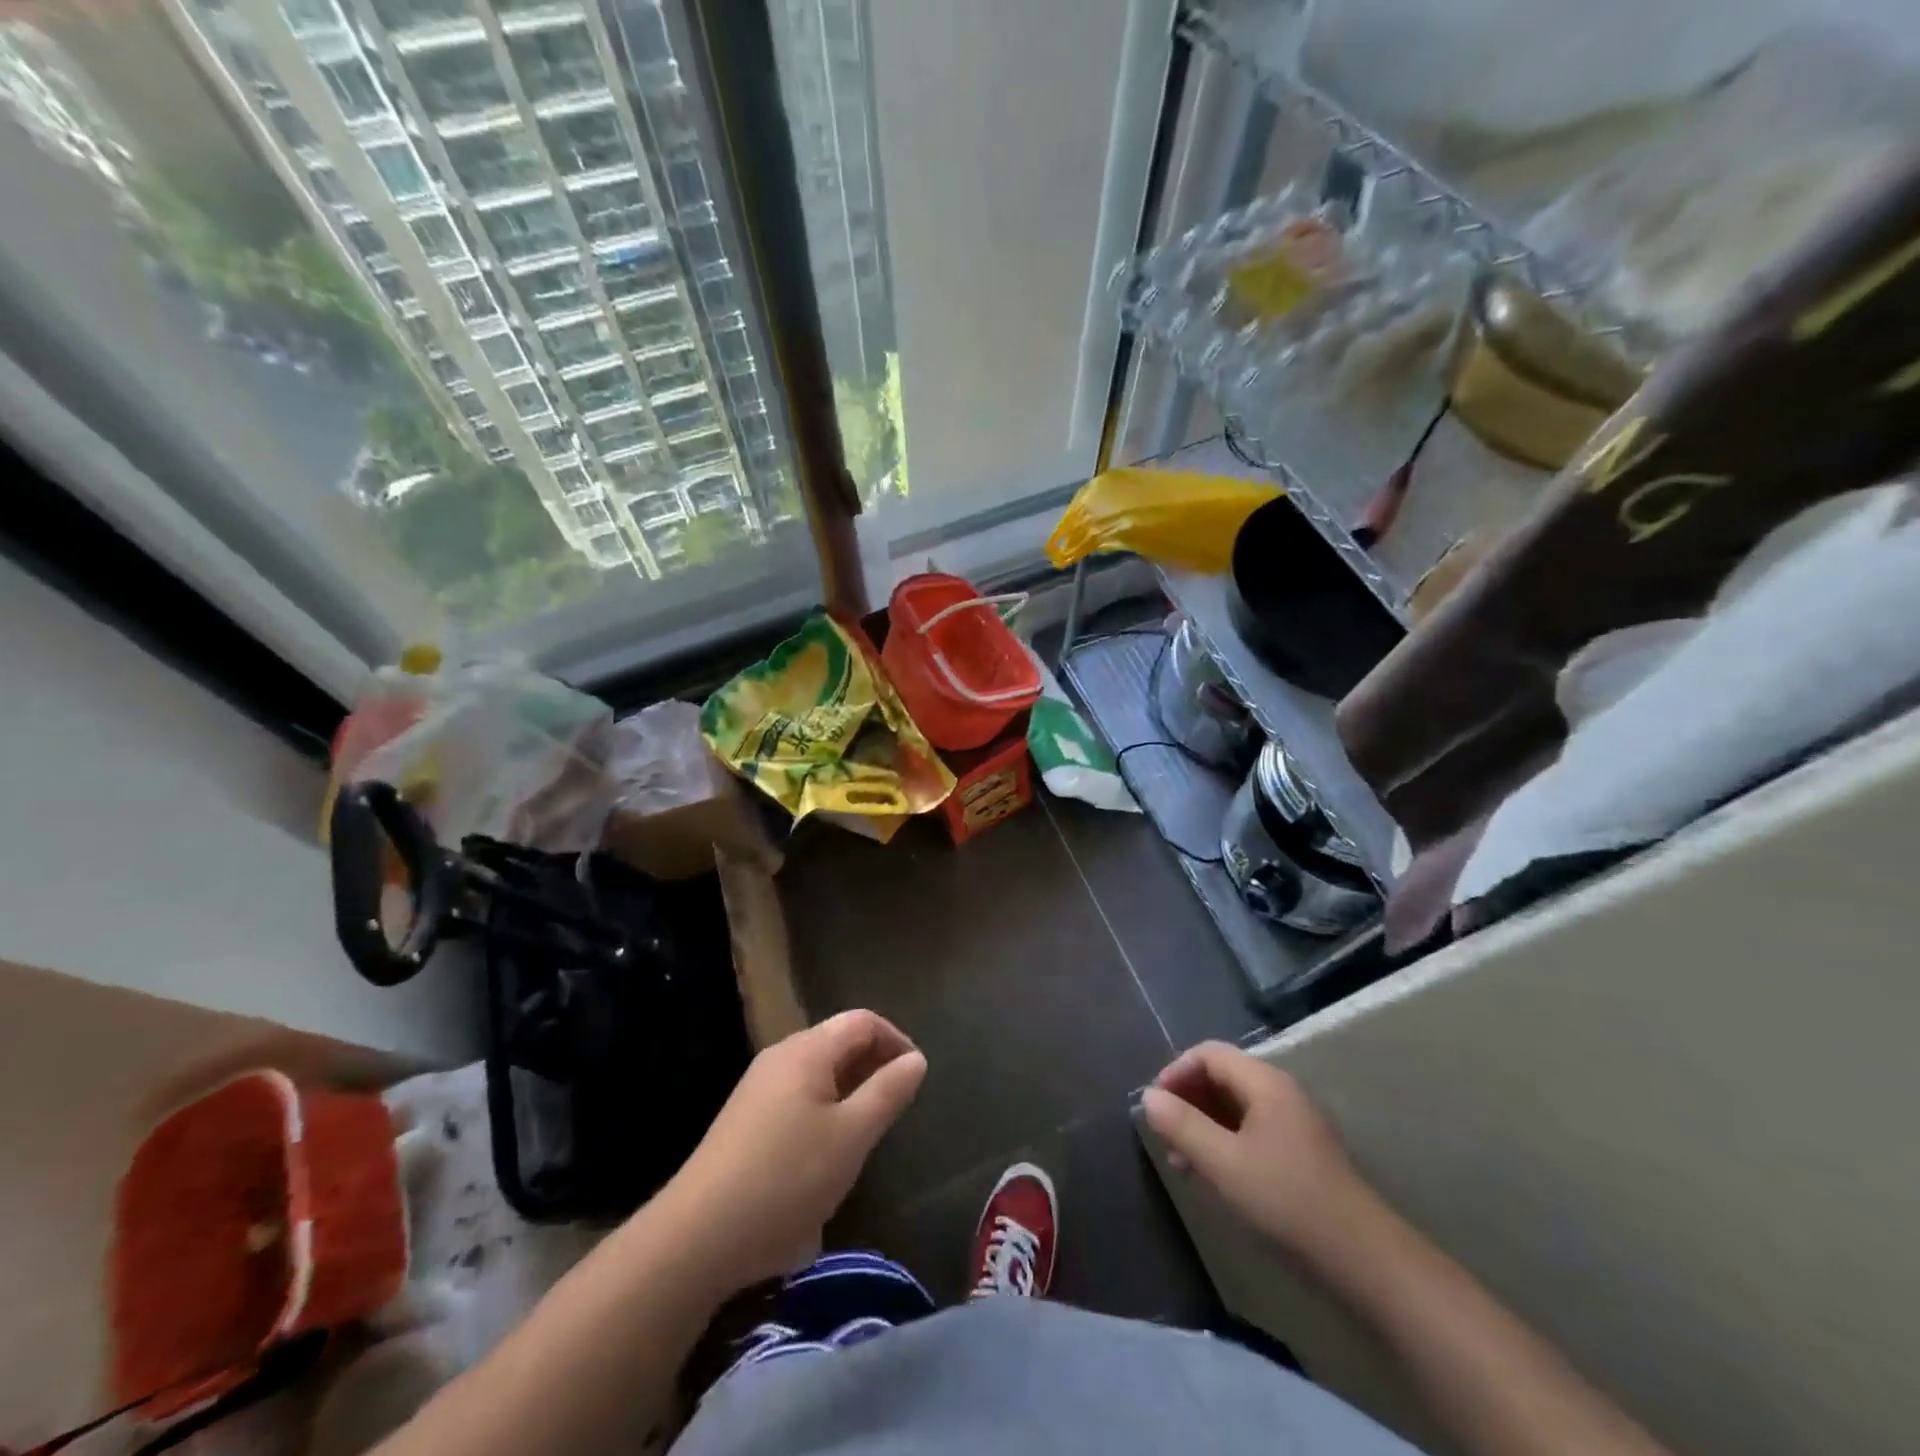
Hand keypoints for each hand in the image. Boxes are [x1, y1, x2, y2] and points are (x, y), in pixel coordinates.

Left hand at [663, 1010, 926, 1289]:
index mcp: (807, 1050)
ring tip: (867, 1136)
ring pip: (818, 1076)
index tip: (917, 1079)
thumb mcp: (852, 1136)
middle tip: (897, 1109)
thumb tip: (916, 1059)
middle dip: (874, 1068)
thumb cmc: (787, 1177)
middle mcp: (780, 1058)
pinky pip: (797, 1101)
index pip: (863, 1021)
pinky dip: (824, 1115)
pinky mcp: (745, 1123)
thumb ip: (888, 1092)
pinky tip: (826, 1161)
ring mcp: (758, 1091)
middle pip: (838, 1044)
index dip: (897, 1041)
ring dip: (850, 1095)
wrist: (697, 1238)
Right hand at [1141, 1042, 1363, 1259]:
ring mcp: (1292, 1124)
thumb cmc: (1287, 1201)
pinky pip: (1250, 1132)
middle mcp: (1279, 1093)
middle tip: (1164, 1136)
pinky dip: (1223, 1143)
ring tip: (1181, 1163)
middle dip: (1187, 1101)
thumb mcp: (1224, 1163)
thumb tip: (1148, 1097)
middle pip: (1221, 1077)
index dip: (1176, 1071)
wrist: (1364, 1260)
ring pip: (1234, 1107)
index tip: (1155, 1106)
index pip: (1209, 1054)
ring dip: (1202, 1126)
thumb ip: (1183, 1126)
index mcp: (1264, 1082)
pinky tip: (1213, 1177)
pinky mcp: (1299, 1154)